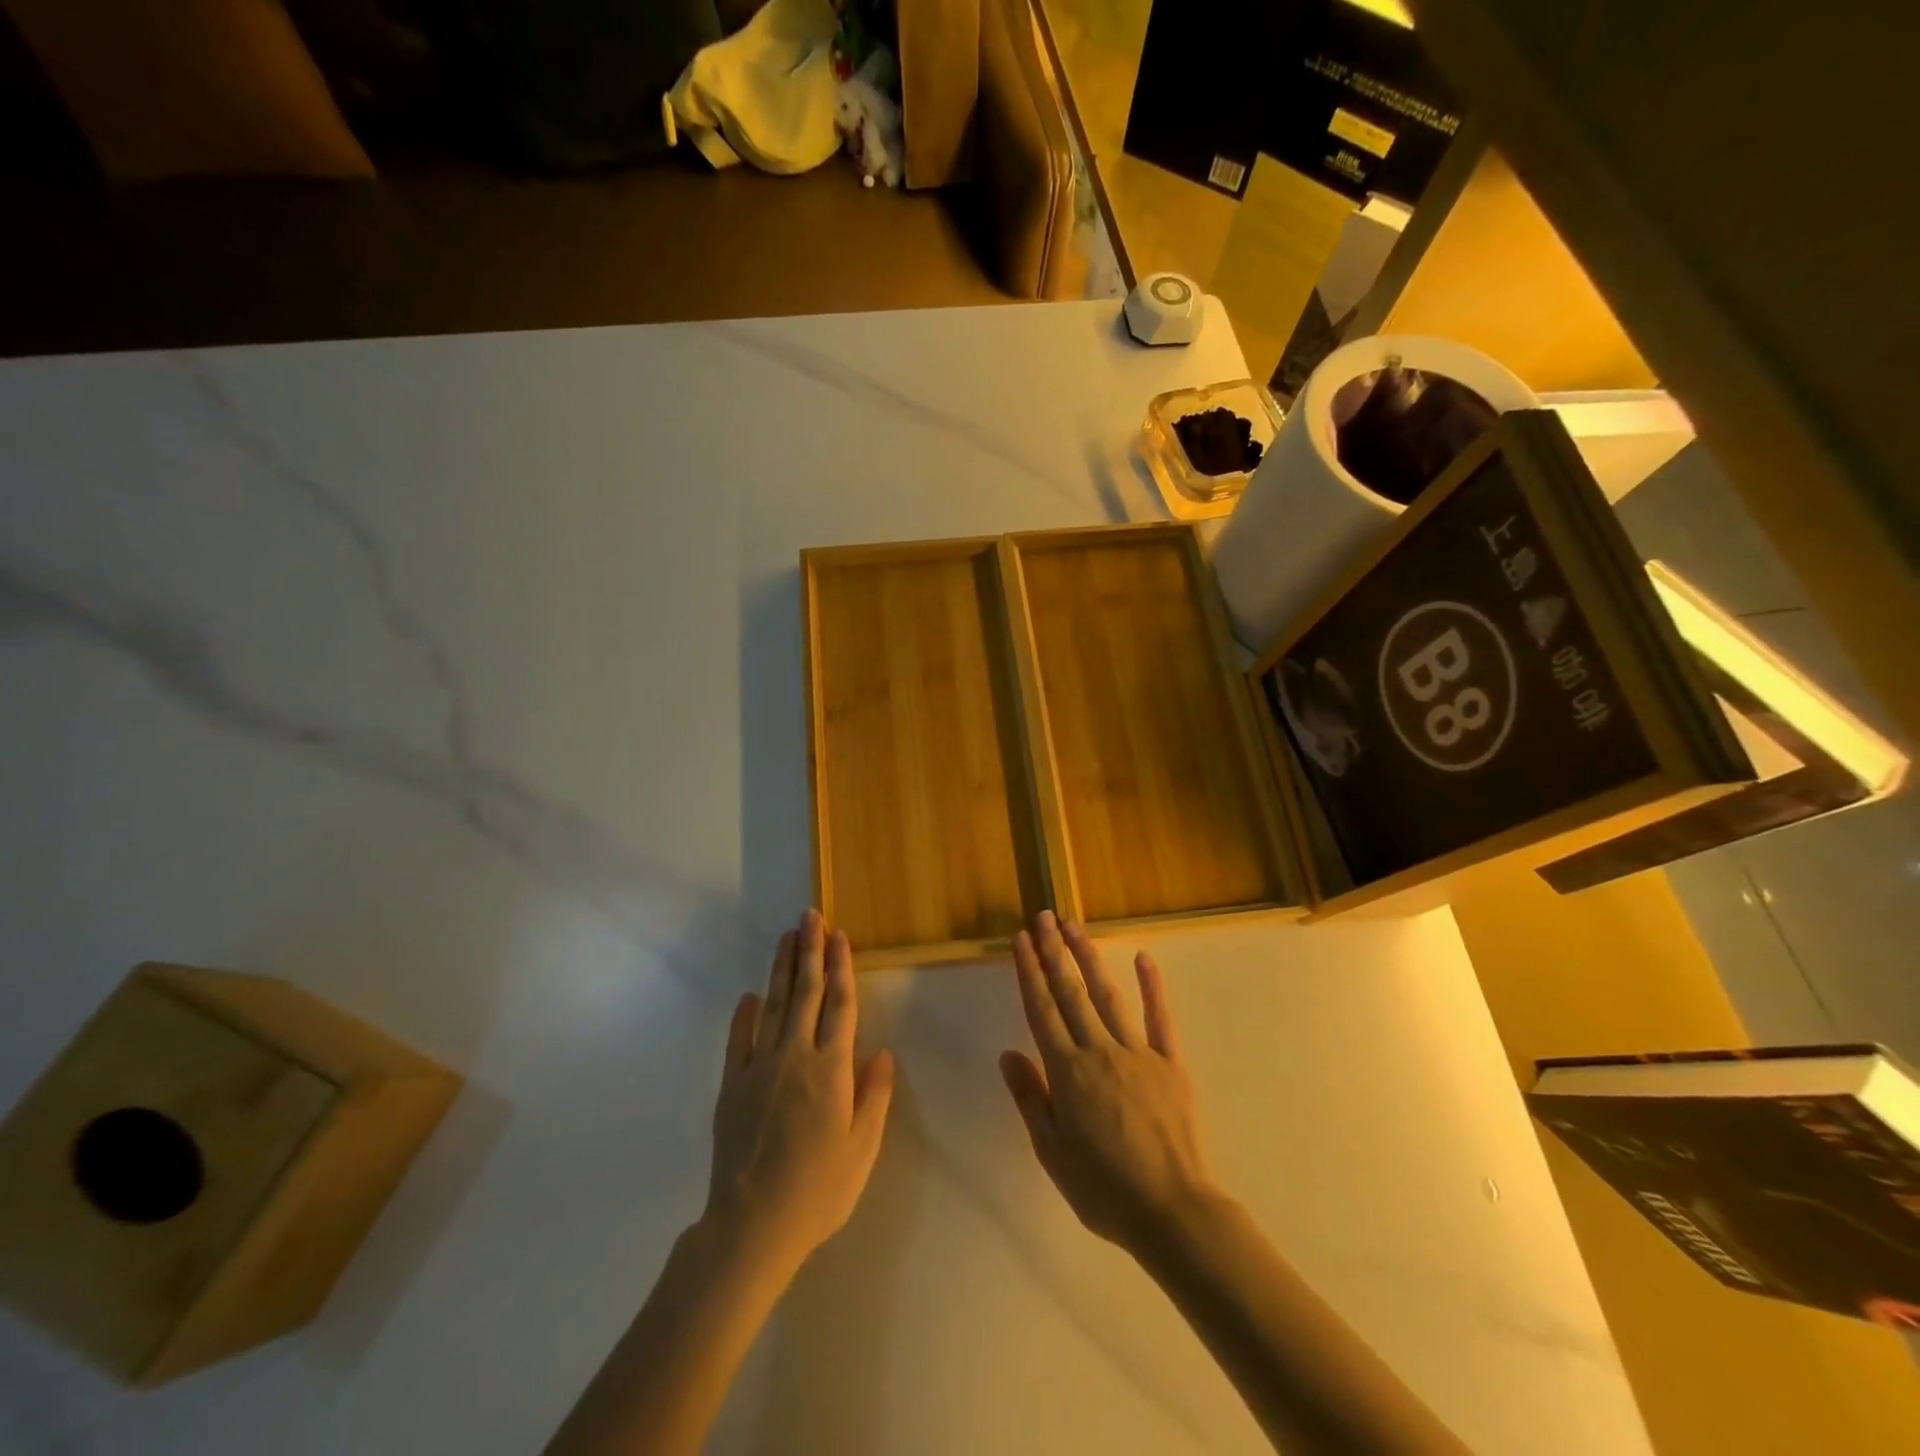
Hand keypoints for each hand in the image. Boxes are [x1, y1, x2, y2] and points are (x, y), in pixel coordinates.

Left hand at [704, 910, 895, 1278]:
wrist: (752, 1224)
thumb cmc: (819, 1189)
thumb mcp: (862, 1148)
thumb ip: (874, 1095)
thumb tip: (882, 1052)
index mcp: (832, 1068)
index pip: (840, 1004)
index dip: (841, 967)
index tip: (839, 936)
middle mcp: (796, 1055)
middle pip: (805, 992)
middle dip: (809, 951)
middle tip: (810, 916)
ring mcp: (759, 1067)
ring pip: (773, 1005)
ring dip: (781, 969)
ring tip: (786, 938)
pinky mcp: (732, 1085)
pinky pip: (738, 1040)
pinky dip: (744, 1015)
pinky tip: (749, 996)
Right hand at [1000, 910, 1216, 1256]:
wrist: (1172, 1212)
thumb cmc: (1104, 1189)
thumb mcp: (1052, 1153)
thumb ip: (1031, 1099)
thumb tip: (1008, 1054)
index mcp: (1067, 1073)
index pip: (1041, 1010)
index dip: (1029, 972)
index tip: (1021, 940)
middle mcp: (1099, 1051)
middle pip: (1070, 993)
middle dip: (1054, 952)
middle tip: (1043, 917)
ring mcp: (1138, 1053)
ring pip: (1108, 995)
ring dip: (1089, 957)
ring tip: (1074, 926)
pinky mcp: (1171, 1062)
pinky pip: (1160, 1017)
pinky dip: (1152, 986)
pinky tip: (1143, 958)